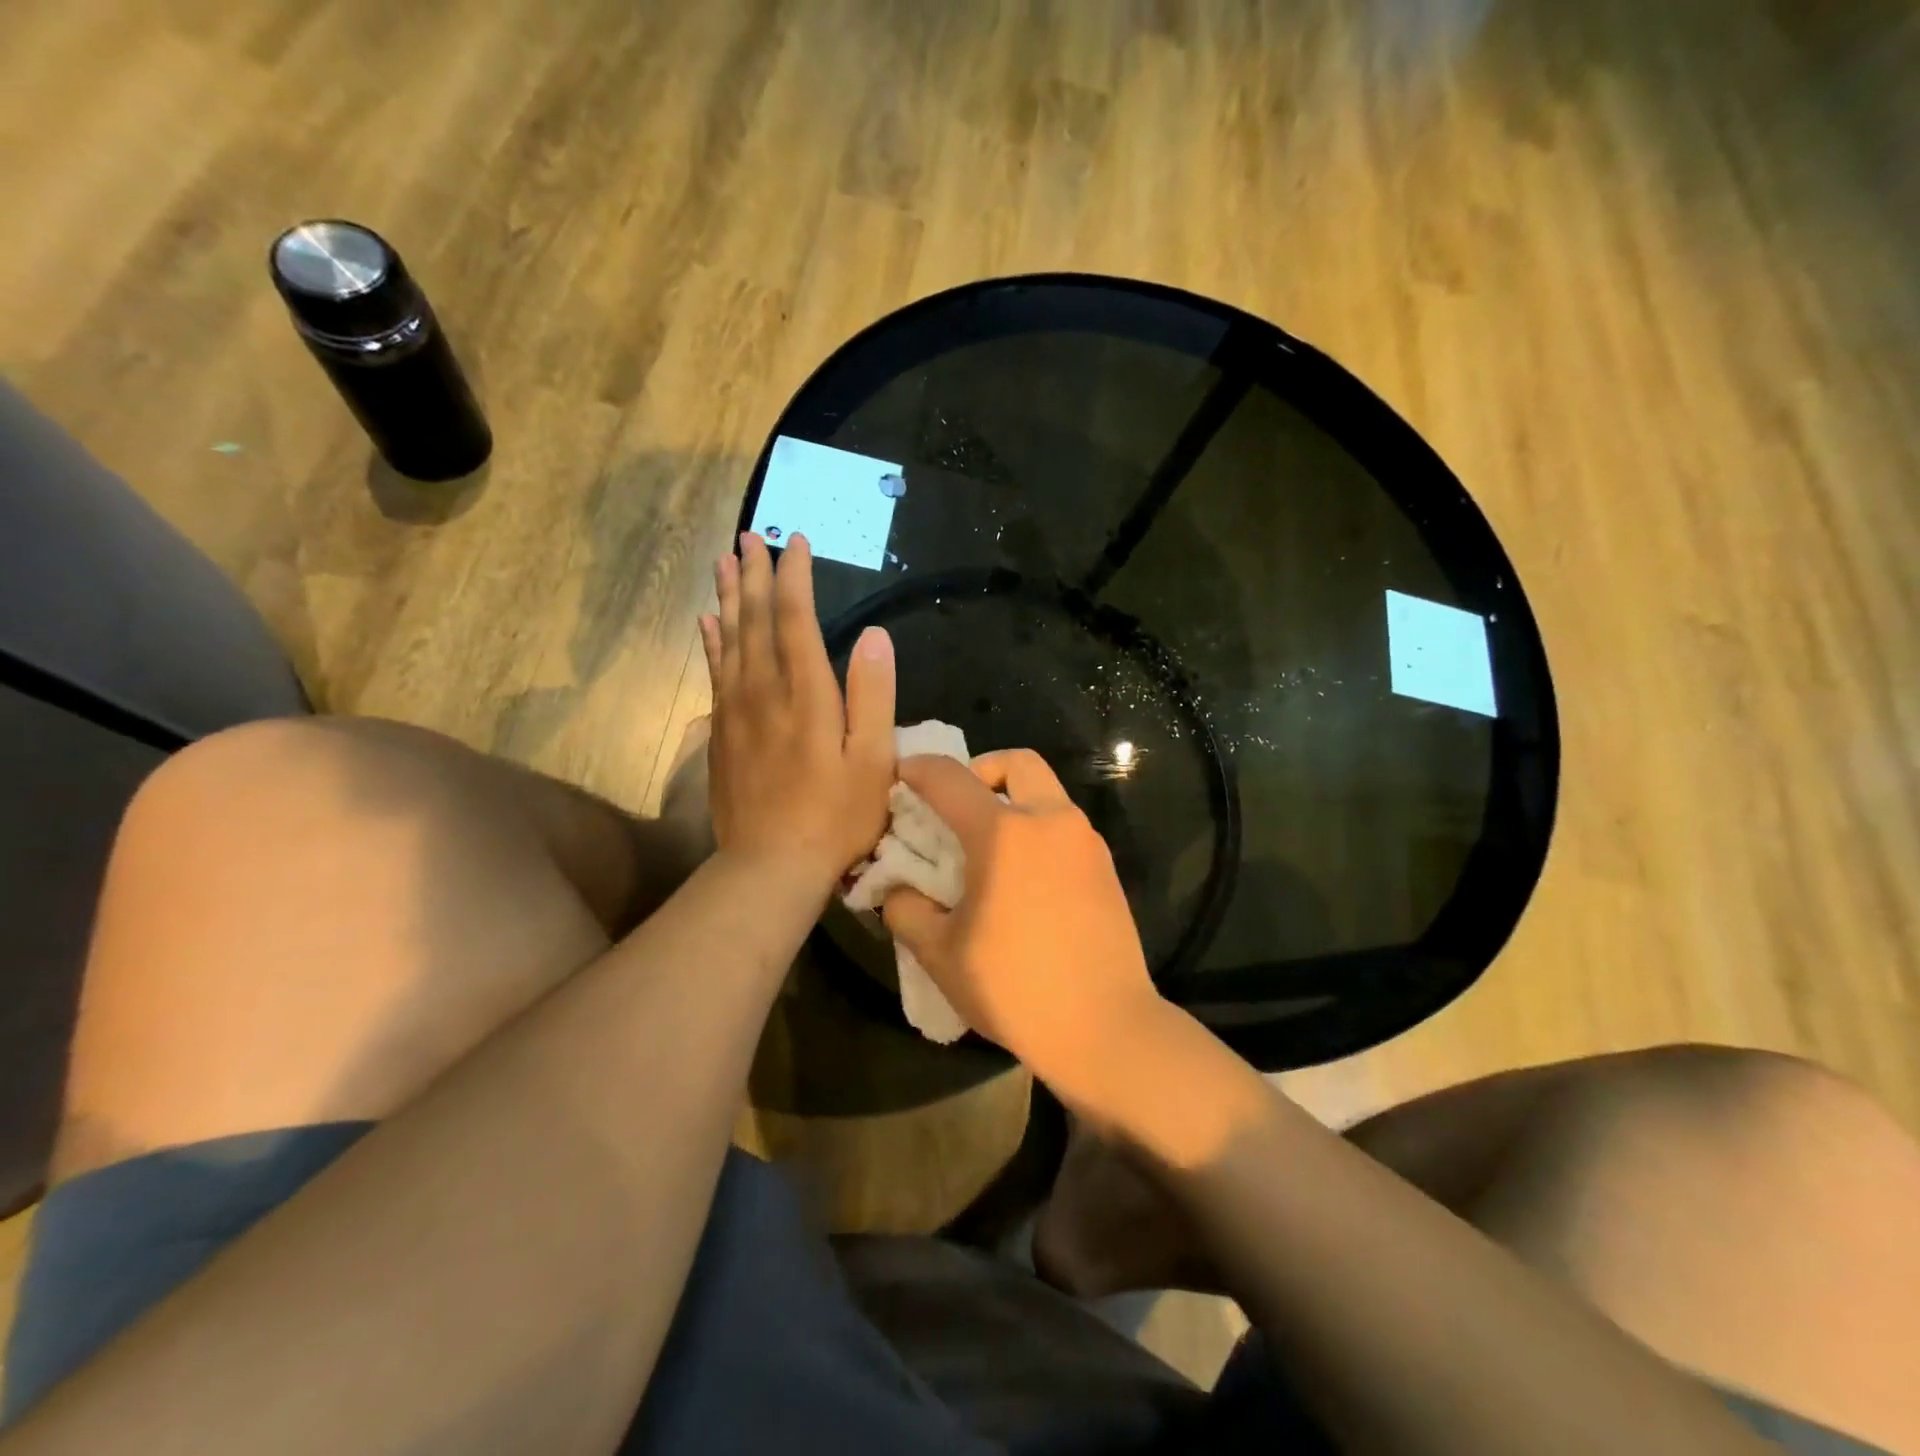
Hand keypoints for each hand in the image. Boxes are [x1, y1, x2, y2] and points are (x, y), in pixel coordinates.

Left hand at [700, 532, 894, 884]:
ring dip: (727, 598)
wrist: (770, 866)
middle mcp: (764, 691)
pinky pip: (714, 673)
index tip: (795, 542)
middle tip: (748, 537)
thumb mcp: (874, 761)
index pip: (795, 618)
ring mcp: (736, 712)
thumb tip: (875, 635)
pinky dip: (711, 642)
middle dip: (753, 574)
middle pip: (754, 620)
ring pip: (729, 640)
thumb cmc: (835, 817)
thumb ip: (874, 696)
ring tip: (723, 562)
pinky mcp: (720, 734)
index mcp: (807, 693)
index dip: (794, 577)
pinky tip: (708, 624)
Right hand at [881, 750, 1163, 1082]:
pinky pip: (1065, 827)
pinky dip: (1038, 830)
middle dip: (981, 770)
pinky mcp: (1106, 868)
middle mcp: (1050, 821)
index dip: (918, 769)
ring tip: (989, 850)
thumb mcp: (940, 954)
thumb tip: (897, 890)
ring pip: (1047, 793)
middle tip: (959, 806)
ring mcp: (1085, 842)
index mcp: (1004, 833)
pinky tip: (1023, 880)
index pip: (950, 778)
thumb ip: (906, 910)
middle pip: (1017, 763)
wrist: (1104, 1028)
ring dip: (1013, 801)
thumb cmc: (1013, 987)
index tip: (901, 774)